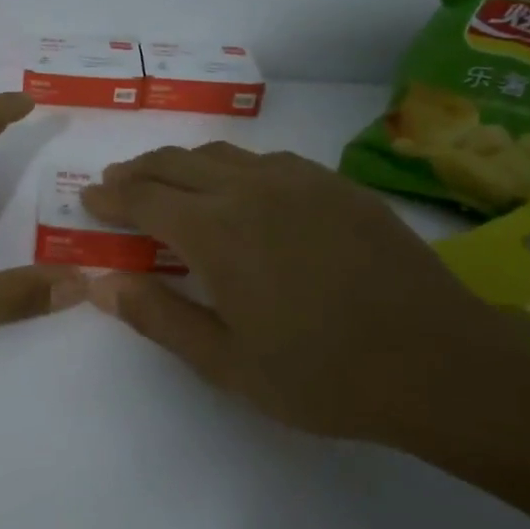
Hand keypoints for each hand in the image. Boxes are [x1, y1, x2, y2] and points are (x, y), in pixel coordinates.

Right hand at [80, 142, 507, 443]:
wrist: (440, 361)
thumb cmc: (322, 374)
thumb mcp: (226, 363)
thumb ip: (158, 317)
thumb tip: (101, 284)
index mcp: (215, 232)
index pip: (143, 197)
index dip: (110, 197)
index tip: (89, 200)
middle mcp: (249, 189)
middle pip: (175, 162)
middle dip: (137, 170)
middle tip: (116, 184)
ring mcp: (297, 180)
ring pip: (220, 154)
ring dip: (181, 163)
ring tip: (166, 180)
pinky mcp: (335, 184)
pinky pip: (266, 160)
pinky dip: (232, 167)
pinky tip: (239, 188)